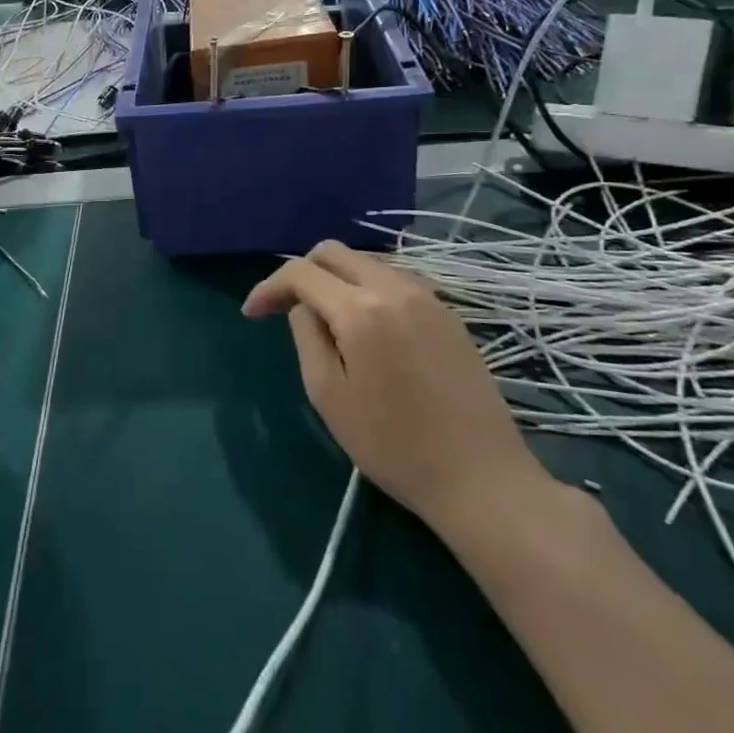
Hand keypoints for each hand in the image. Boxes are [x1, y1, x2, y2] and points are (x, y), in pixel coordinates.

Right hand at [243, 241, 550, 528]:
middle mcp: (396, 288)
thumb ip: (307, 337)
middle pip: (334, 253)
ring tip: (323, 319)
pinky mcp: (449, 315)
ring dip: (335, 280)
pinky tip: (364, 327)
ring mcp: (429, 298)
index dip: (268, 287)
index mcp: (361, 310)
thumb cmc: (393, 445)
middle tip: (283, 308)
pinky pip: (395, 282)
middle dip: (301, 272)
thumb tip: (304, 308)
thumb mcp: (329, 395)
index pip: (301, 273)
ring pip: (367, 263)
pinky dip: (367, 290)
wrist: (481, 479)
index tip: (252, 315)